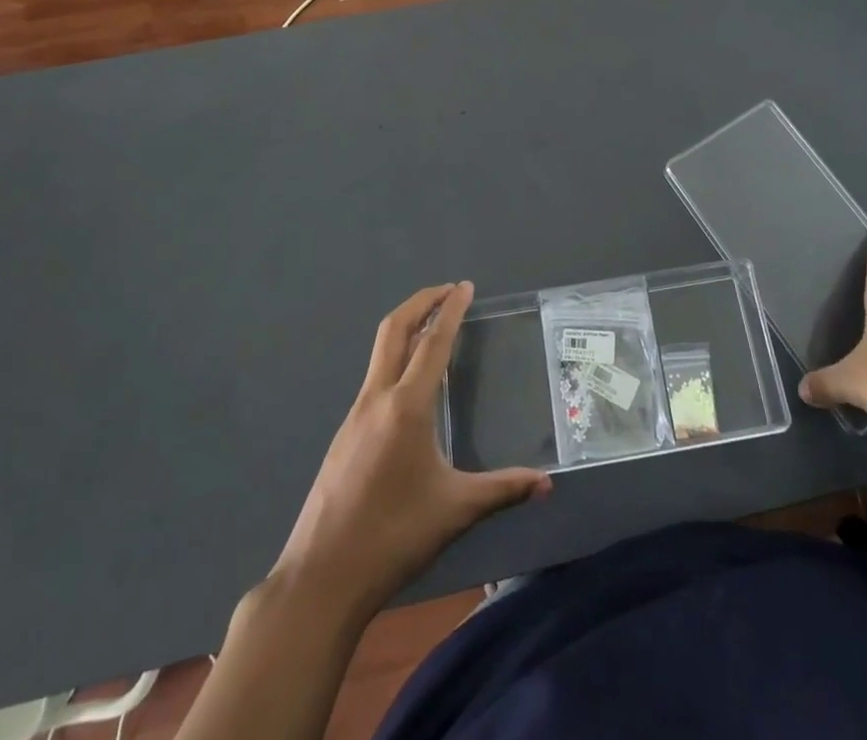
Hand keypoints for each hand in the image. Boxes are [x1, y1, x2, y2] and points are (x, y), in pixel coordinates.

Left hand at [273, 282, 550, 614]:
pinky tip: (409, 385)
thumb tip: (546, 484)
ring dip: (406, 329)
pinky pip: (373, 379)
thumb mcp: (455, 511)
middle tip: (447, 291)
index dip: (450, 310)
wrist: (319, 579)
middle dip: (420, 302)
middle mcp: (376, 398)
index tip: (464, 287)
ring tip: (433, 329)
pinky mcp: (344, 436)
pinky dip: (395, 359)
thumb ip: (503, 490)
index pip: (433, 342)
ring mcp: (354, 416)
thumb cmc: (392, 537)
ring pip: (379, 352)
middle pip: (394, 330)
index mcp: (406, 406)